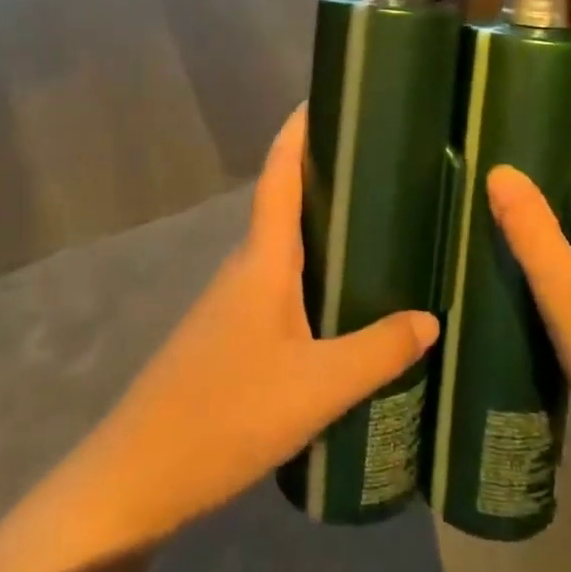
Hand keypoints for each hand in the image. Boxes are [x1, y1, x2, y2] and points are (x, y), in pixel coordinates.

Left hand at [79, 106, 439, 548]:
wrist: (140, 474)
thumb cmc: (228, 413)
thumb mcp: (317, 387)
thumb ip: (377, 351)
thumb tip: (430, 318)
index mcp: (262, 260)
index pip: (279, 175)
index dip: (296, 132)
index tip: (321, 96)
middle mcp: (245, 267)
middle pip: (284, 203)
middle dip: (324, 176)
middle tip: (380, 163)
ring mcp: (232, 301)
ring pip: (283, 247)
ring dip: (320, 228)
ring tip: (376, 225)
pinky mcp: (230, 334)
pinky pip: (278, 283)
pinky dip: (311, 272)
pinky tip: (341, 299)